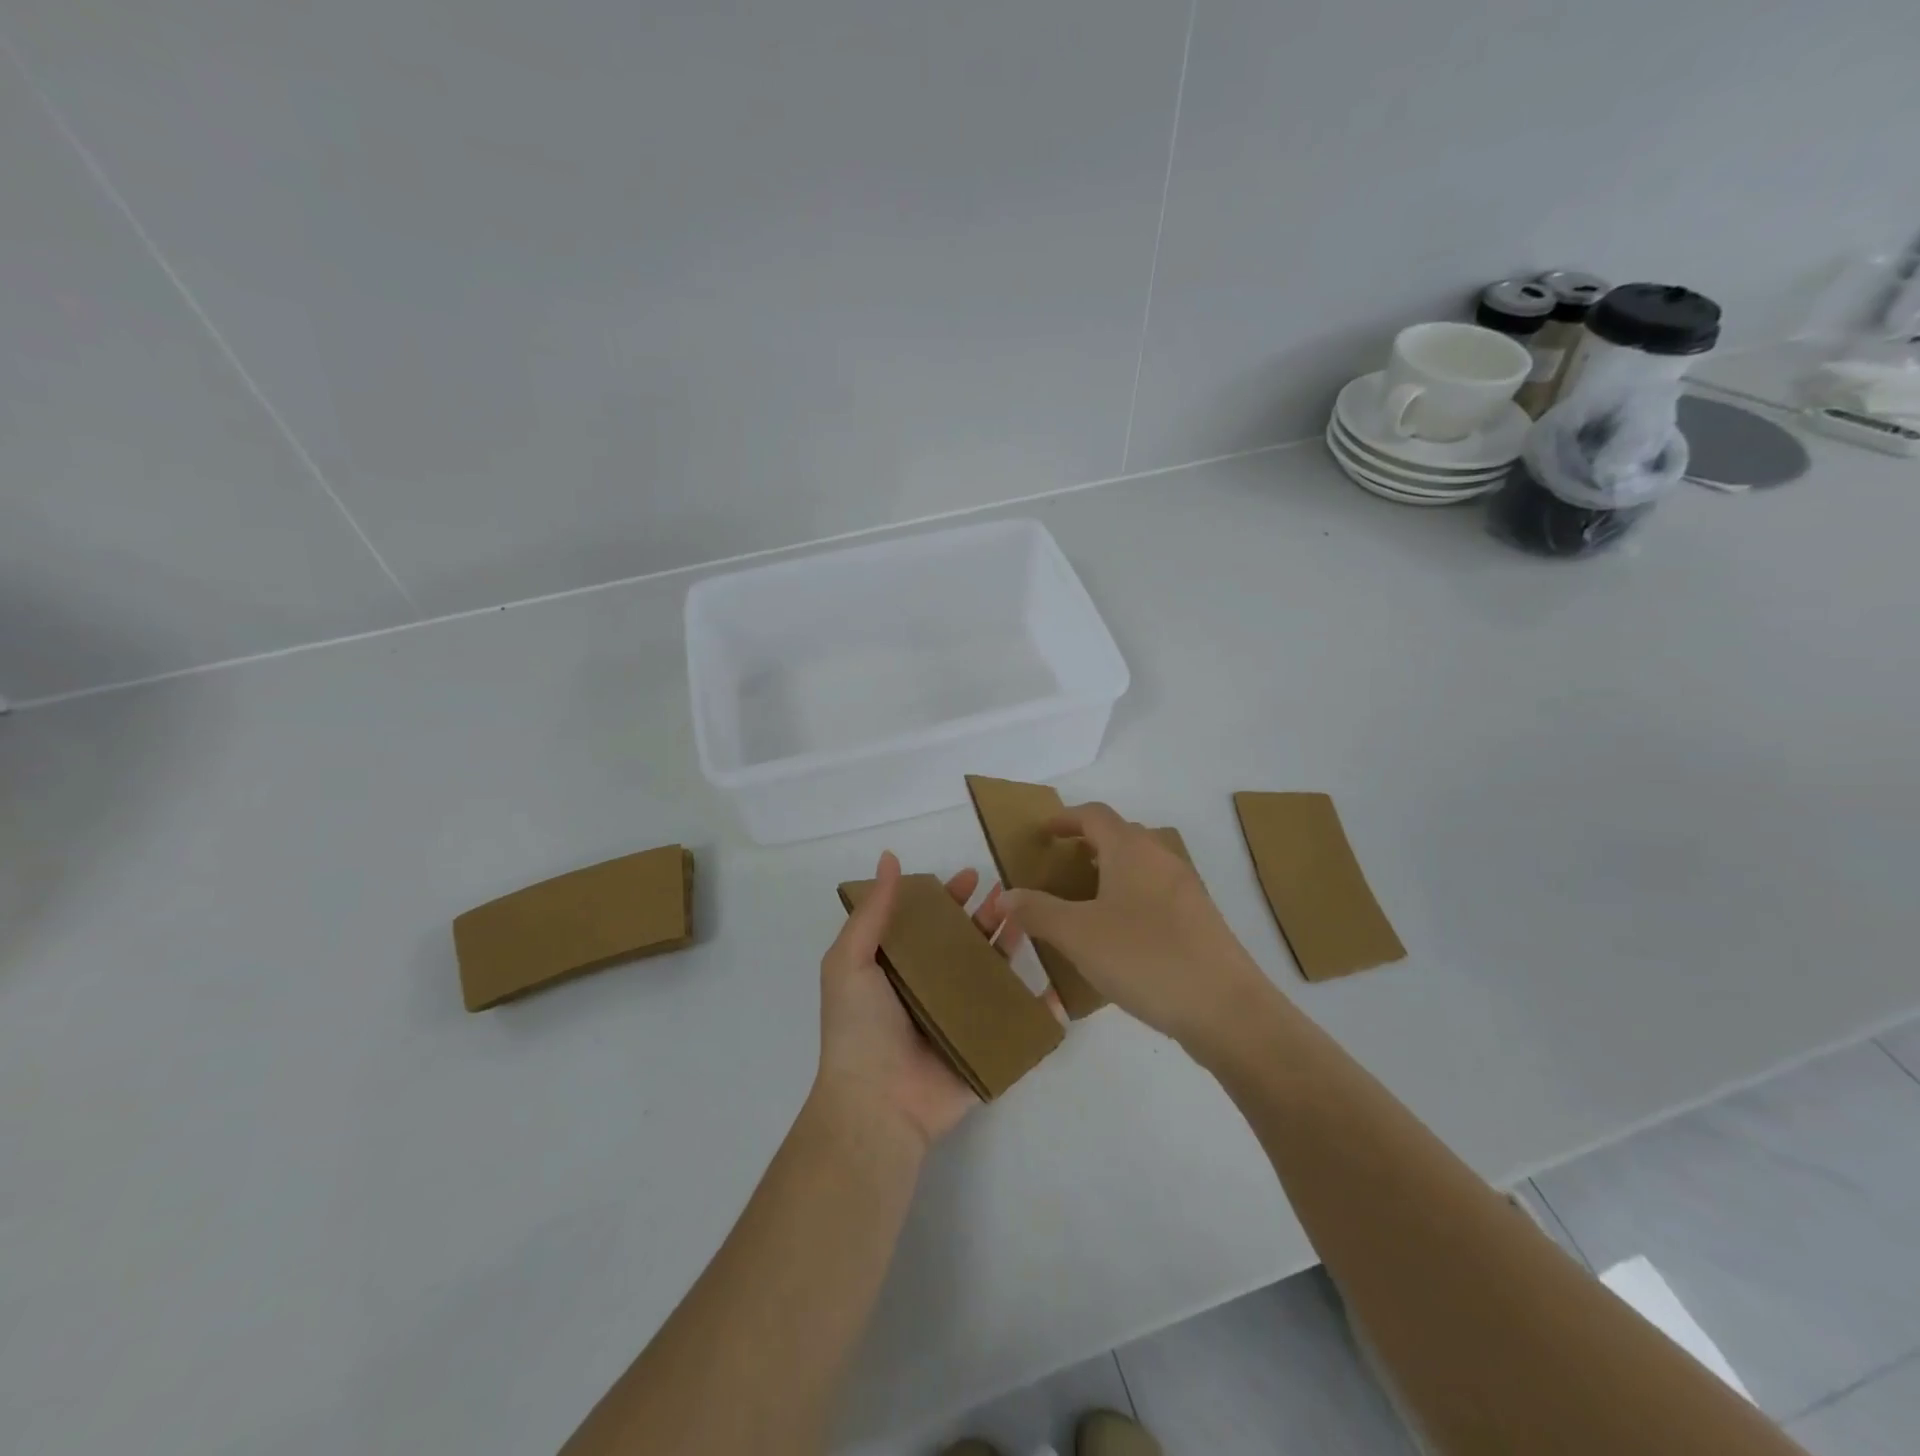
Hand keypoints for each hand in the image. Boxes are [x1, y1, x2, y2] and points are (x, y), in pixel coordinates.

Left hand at [814, 850, 1036, 1150]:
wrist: (877, 1105)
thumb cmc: (860, 1027)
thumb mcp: (850, 961)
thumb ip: (873, 911)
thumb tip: (889, 857)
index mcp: (900, 968)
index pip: (930, 923)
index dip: (949, 898)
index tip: (971, 876)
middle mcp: (931, 989)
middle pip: (967, 943)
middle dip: (988, 916)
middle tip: (1010, 894)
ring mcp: (961, 1019)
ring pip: (994, 974)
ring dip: (1012, 946)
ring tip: (1032, 919)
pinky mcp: (986, 1047)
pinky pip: (1017, 1022)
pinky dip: (1040, 1005)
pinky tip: (1057, 982)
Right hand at [1001, 802, 1269, 1050]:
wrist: (1226, 1009)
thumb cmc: (1144, 958)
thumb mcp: (1078, 935)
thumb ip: (1038, 911)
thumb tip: (1005, 895)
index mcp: (1131, 850)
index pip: (1094, 815)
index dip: (1066, 818)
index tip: (1044, 832)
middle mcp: (1162, 858)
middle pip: (1121, 835)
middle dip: (1088, 844)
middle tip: (1061, 867)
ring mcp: (1186, 889)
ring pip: (1141, 866)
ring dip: (1112, 872)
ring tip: (1085, 902)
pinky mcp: (1200, 920)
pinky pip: (1157, 893)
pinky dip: (1131, 898)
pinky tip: (1120, 935)